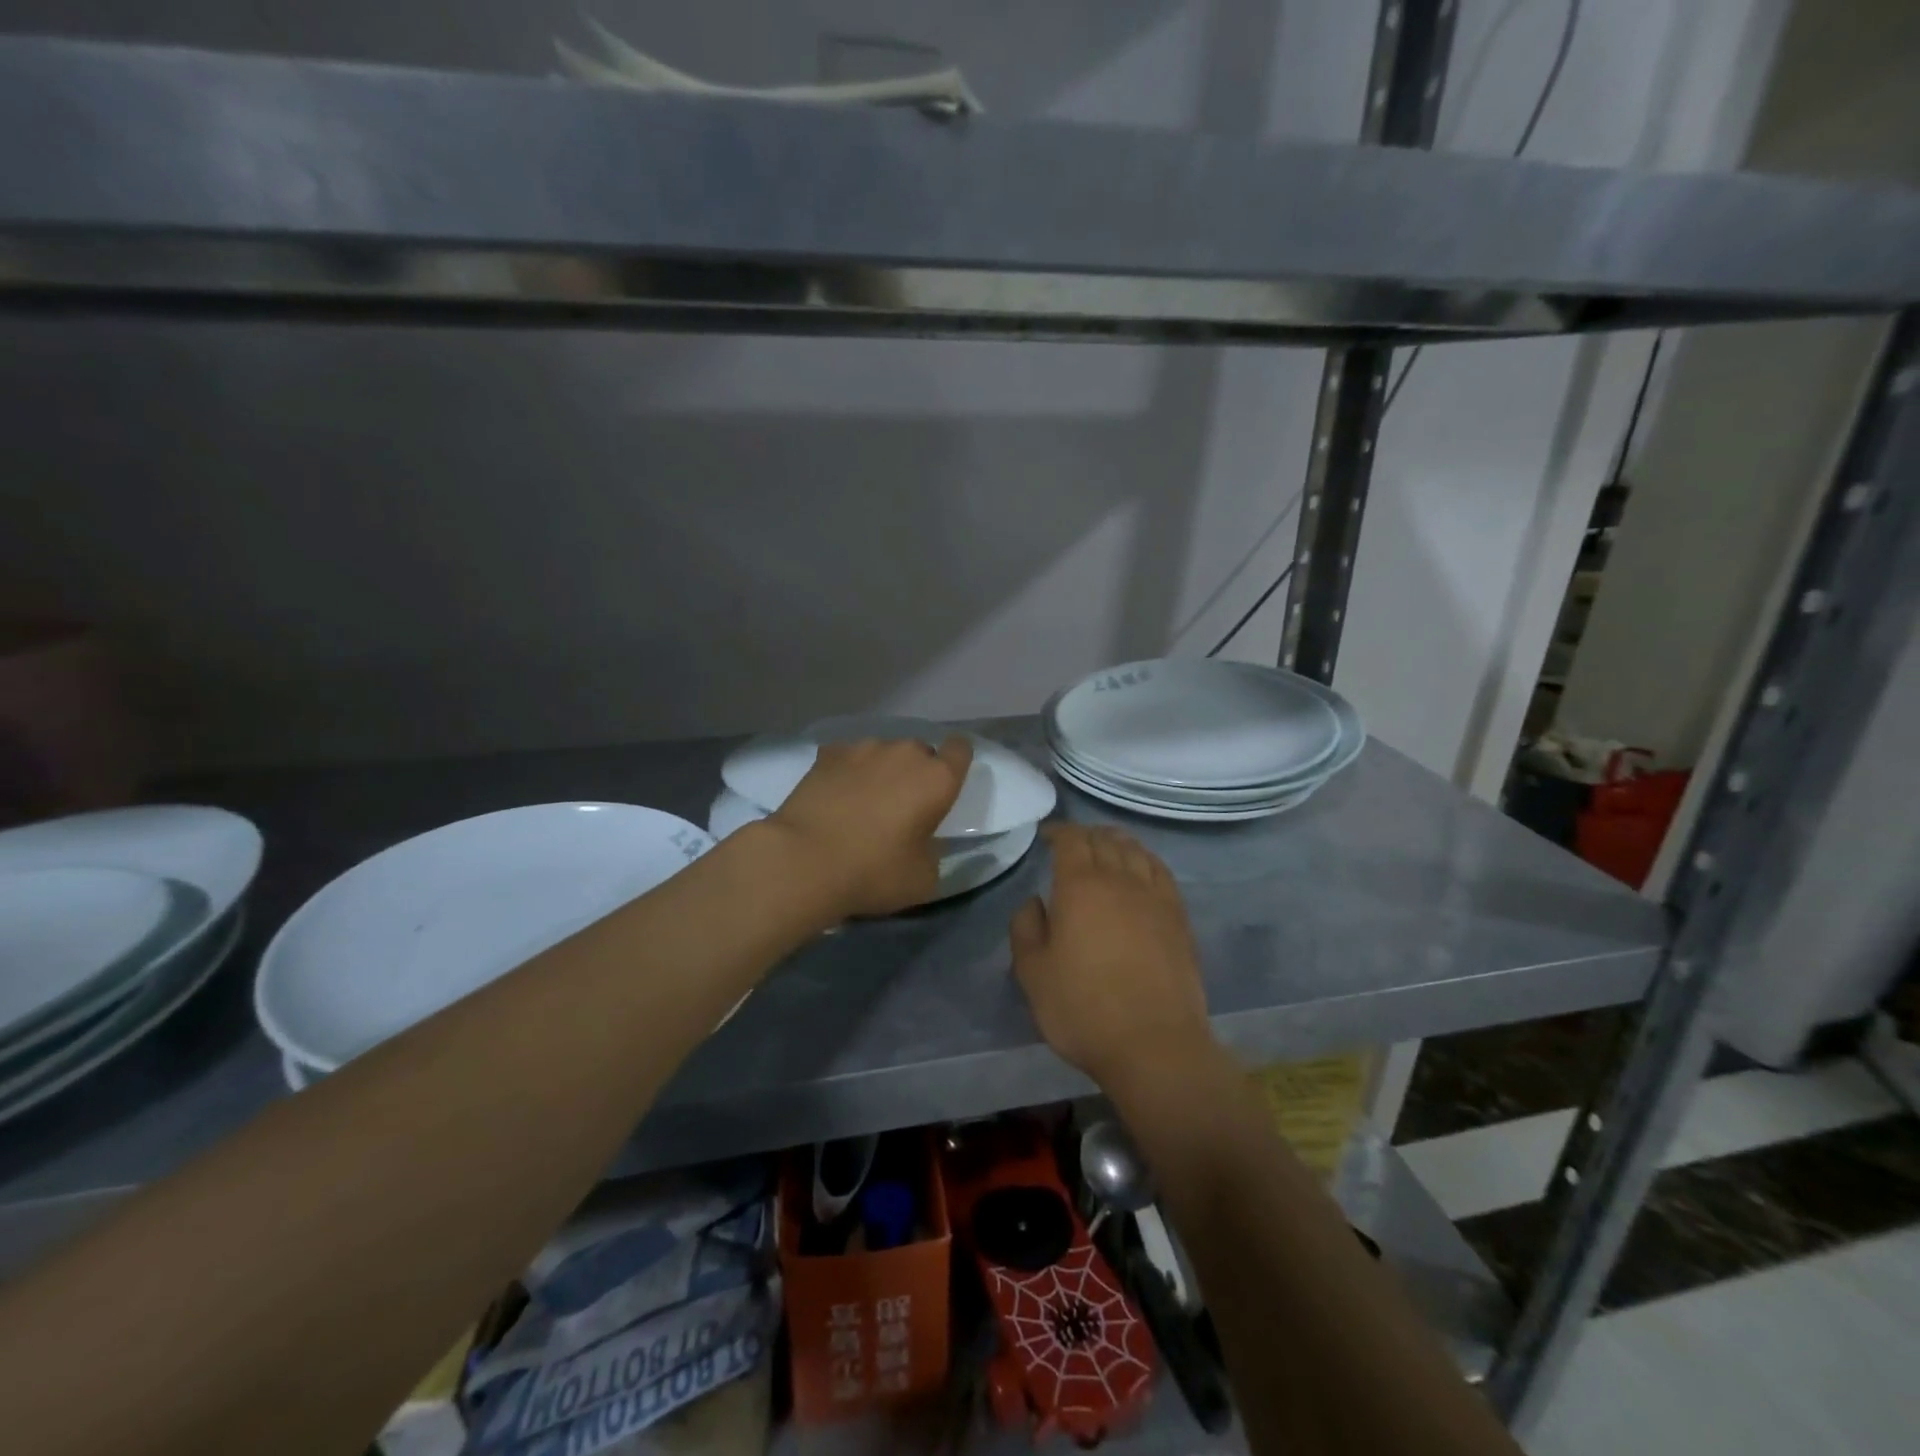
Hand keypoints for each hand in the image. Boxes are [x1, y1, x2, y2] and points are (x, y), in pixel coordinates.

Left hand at [767, 736, 972, 917]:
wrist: (803, 861)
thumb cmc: (873, 872)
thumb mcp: (924, 879)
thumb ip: (933, 850)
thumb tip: (923, 840)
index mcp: (937, 779)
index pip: (961, 749)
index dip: (956, 762)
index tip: (946, 785)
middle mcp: (904, 753)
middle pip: (920, 752)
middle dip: (916, 773)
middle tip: (902, 807)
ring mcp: (863, 749)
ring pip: (883, 752)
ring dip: (881, 771)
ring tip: (863, 802)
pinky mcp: (827, 754)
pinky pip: (848, 757)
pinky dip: (847, 772)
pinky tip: (835, 796)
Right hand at [1010, 824, 1213, 1088]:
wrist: (1154, 1044)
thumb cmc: (1083, 1008)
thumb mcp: (1032, 972)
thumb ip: (1026, 928)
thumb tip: (1035, 902)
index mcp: (1080, 886)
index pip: (1071, 840)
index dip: (1058, 831)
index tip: (1047, 836)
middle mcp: (1120, 879)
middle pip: (1105, 839)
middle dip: (1086, 834)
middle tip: (1072, 842)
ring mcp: (1155, 897)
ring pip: (1136, 851)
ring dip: (1117, 841)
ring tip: (1106, 847)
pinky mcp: (1179, 917)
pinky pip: (1161, 872)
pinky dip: (1146, 860)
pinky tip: (1142, 869)